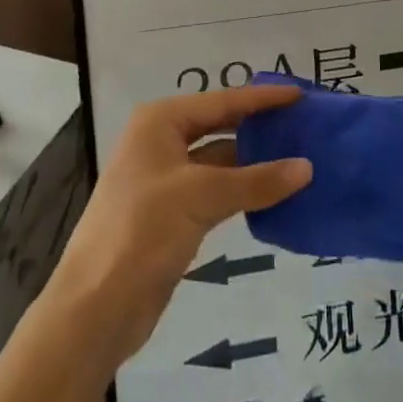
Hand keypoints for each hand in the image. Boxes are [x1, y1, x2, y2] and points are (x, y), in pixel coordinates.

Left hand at [51, 85, 310, 363]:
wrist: (95, 307)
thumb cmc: (142, 231)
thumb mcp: (202, 197)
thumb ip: (256, 180)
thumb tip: (307, 168)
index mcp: (160, 122)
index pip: (222, 101)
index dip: (262, 98)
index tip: (300, 94)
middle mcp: (161, 141)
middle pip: (220, 125)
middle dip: (259, 126)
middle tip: (303, 124)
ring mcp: (165, 178)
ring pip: (220, 160)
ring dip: (255, 161)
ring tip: (299, 158)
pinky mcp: (172, 213)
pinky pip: (216, 190)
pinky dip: (243, 189)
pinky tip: (274, 193)